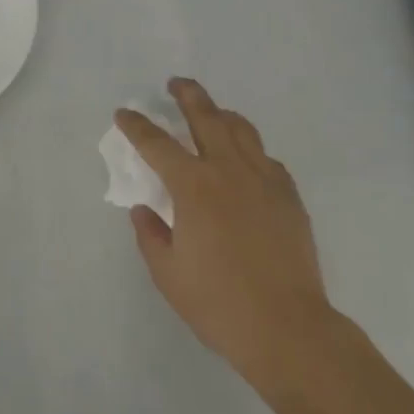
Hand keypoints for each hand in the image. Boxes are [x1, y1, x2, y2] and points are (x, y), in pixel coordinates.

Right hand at [117, 78, 344, 407]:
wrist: (288, 329)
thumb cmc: (219, 303)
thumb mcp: (167, 273)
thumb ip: (150, 234)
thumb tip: (143, 209)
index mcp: (193, 186)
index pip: (156, 143)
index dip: (136, 125)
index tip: (124, 113)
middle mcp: (228, 170)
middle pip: (206, 117)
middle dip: (187, 95)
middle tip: (175, 84)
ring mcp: (264, 180)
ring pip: (241, 129)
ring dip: (221, 114)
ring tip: (212, 112)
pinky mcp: (289, 196)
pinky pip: (266, 158)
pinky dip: (250, 149)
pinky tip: (246, 160)